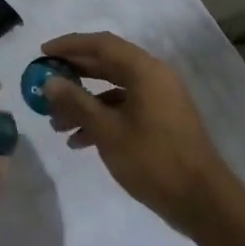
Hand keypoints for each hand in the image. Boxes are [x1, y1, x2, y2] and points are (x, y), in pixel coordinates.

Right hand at [38, 31, 235, 238]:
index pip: (102, 44)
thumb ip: (76, 102)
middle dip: (73, 75)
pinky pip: (124, 110)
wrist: (201, 201)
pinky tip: (78, 142)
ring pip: (113, 91)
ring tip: (55, 124)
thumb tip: (49, 81)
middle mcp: (154, 78)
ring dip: (83, 103)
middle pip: (106, 65)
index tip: (42, 53)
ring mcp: (159, 101)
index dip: (70, 45)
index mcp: (145, 71)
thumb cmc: (153, 159)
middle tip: (44, 82)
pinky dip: (100, 119)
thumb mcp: (107, 131)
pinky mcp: (160, 122)